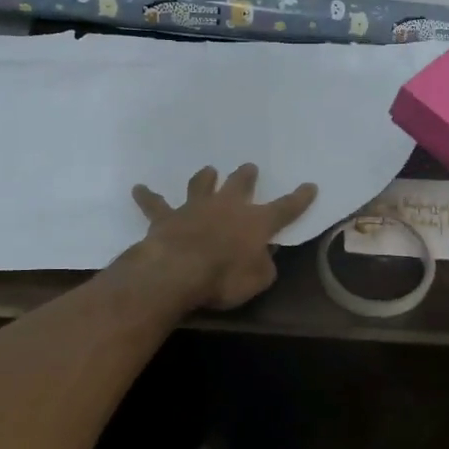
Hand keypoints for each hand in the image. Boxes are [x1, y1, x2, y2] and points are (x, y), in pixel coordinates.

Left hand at [127, 164, 318, 310]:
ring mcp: (195, 208)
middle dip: (246, 177)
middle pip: (239, 185)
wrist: (179, 270)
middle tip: (249, 168)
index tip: (310, 186)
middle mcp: (227, 207)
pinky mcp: (167, 218)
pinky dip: (147, 197)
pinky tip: (138, 189)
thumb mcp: (258, 279)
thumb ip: (265, 264)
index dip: (299, 198)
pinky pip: (155, 205)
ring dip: (205, 178)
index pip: (285, 208)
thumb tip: (265, 255)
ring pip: (201, 185)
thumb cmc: (225, 277)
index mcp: (256, 222)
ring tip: (208, 170)